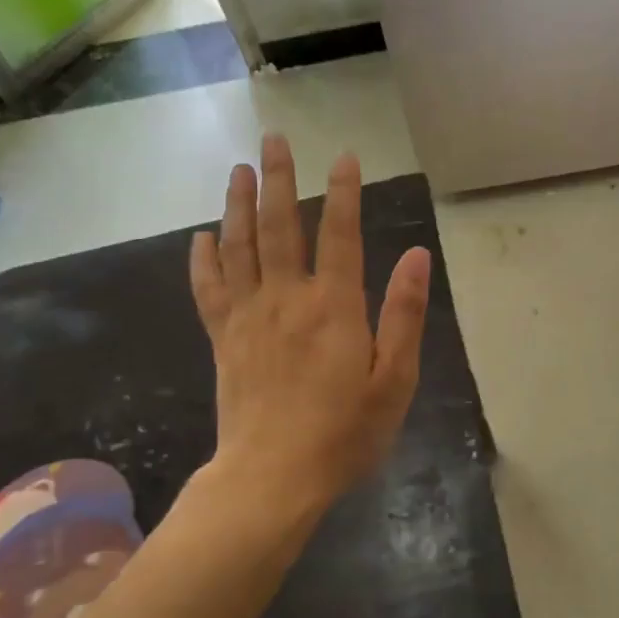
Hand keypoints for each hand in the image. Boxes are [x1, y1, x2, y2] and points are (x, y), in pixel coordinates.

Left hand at [189, 134, 430, 514]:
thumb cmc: (345, 433)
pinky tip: (201, 236)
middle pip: (278, 226)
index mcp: (334, 307)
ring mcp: (248, 317)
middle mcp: (287, 299)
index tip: (344, 156)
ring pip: (238, 247)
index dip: (344, 191)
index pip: (339, 233)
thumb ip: (404, 314)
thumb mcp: (394, 380)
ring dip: (237, 204)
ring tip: (238, 170)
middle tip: (272, 138)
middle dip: (277, 178)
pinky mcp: (223, 340)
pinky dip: (203, 259)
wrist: (272, 479)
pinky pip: (208, 289)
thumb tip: (417, 256)